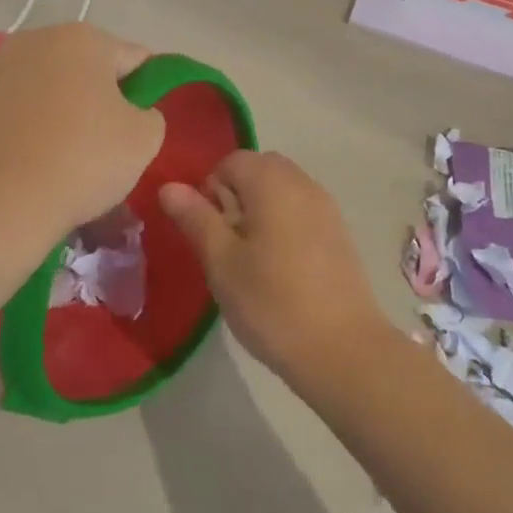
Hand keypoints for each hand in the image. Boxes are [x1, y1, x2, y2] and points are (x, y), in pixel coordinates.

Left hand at [0, 25, 164, 283]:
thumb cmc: (81, 161)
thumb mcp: (144, 139)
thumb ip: (150, 114)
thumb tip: (132, 113)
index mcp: (84, 38)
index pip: (135, 59)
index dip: (145, 92)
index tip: (140, 127)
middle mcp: (37, 39)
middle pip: (87, 68)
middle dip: (99, 97)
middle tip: (105, 144)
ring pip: (48, 86)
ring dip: (61, 109)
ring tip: (63, 155)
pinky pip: (15, 107)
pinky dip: (27, 125)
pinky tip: (30, 159)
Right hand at [159, 151, 391, 389]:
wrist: (343, 350)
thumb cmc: (272, 303)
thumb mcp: (221, 262)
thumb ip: (196, 218)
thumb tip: (169, 186)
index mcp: (272, 181)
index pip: (231, 162)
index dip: (211, 191)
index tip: (209, 234)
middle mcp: (302, 182)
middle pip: (259, 170)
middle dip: (236, 198)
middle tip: (228, 246)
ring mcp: (326, 206)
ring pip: (281, 190)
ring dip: (260, 211)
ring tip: (252, 261)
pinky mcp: (340, 232)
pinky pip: (302, 211)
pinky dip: (284, 225)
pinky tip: (281, 270)